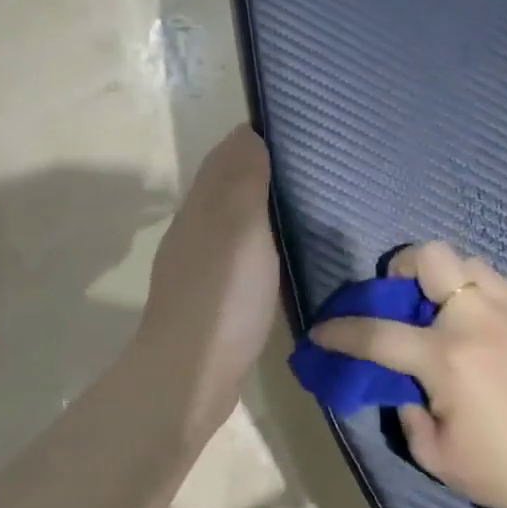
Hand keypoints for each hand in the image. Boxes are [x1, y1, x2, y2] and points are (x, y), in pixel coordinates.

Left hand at [136, 126, 279, 443]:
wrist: (190, 375)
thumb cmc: (222, 297)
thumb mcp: (239, 227)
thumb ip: (243, 179)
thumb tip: (249, 132)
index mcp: (203, 205)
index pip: (228, 153)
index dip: (260, 138)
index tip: (303, 132)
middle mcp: (197, 228)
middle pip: (229, 185)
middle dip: (263, 169)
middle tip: (316, 167)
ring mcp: (202, 265)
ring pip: (234, 221)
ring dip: (263, 208)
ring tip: (309, 205)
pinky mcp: (213, 297)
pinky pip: (240, 254)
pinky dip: (261, 243)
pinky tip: (284, 254)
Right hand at [310, 242, 506, 507]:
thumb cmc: (498, 470)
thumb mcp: (431, 452)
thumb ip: (403, 405)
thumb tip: (399, 376)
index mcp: (447, 358)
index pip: (376, 332)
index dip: (340, 331)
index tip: (323, 331)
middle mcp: (479, 320)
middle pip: (431, 256)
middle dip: (403, 267)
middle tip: (403, 295)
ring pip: (469, 262)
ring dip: (447, 280)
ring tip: (448, 310)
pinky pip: (503, 282)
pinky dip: (484, 293)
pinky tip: (487, 325)